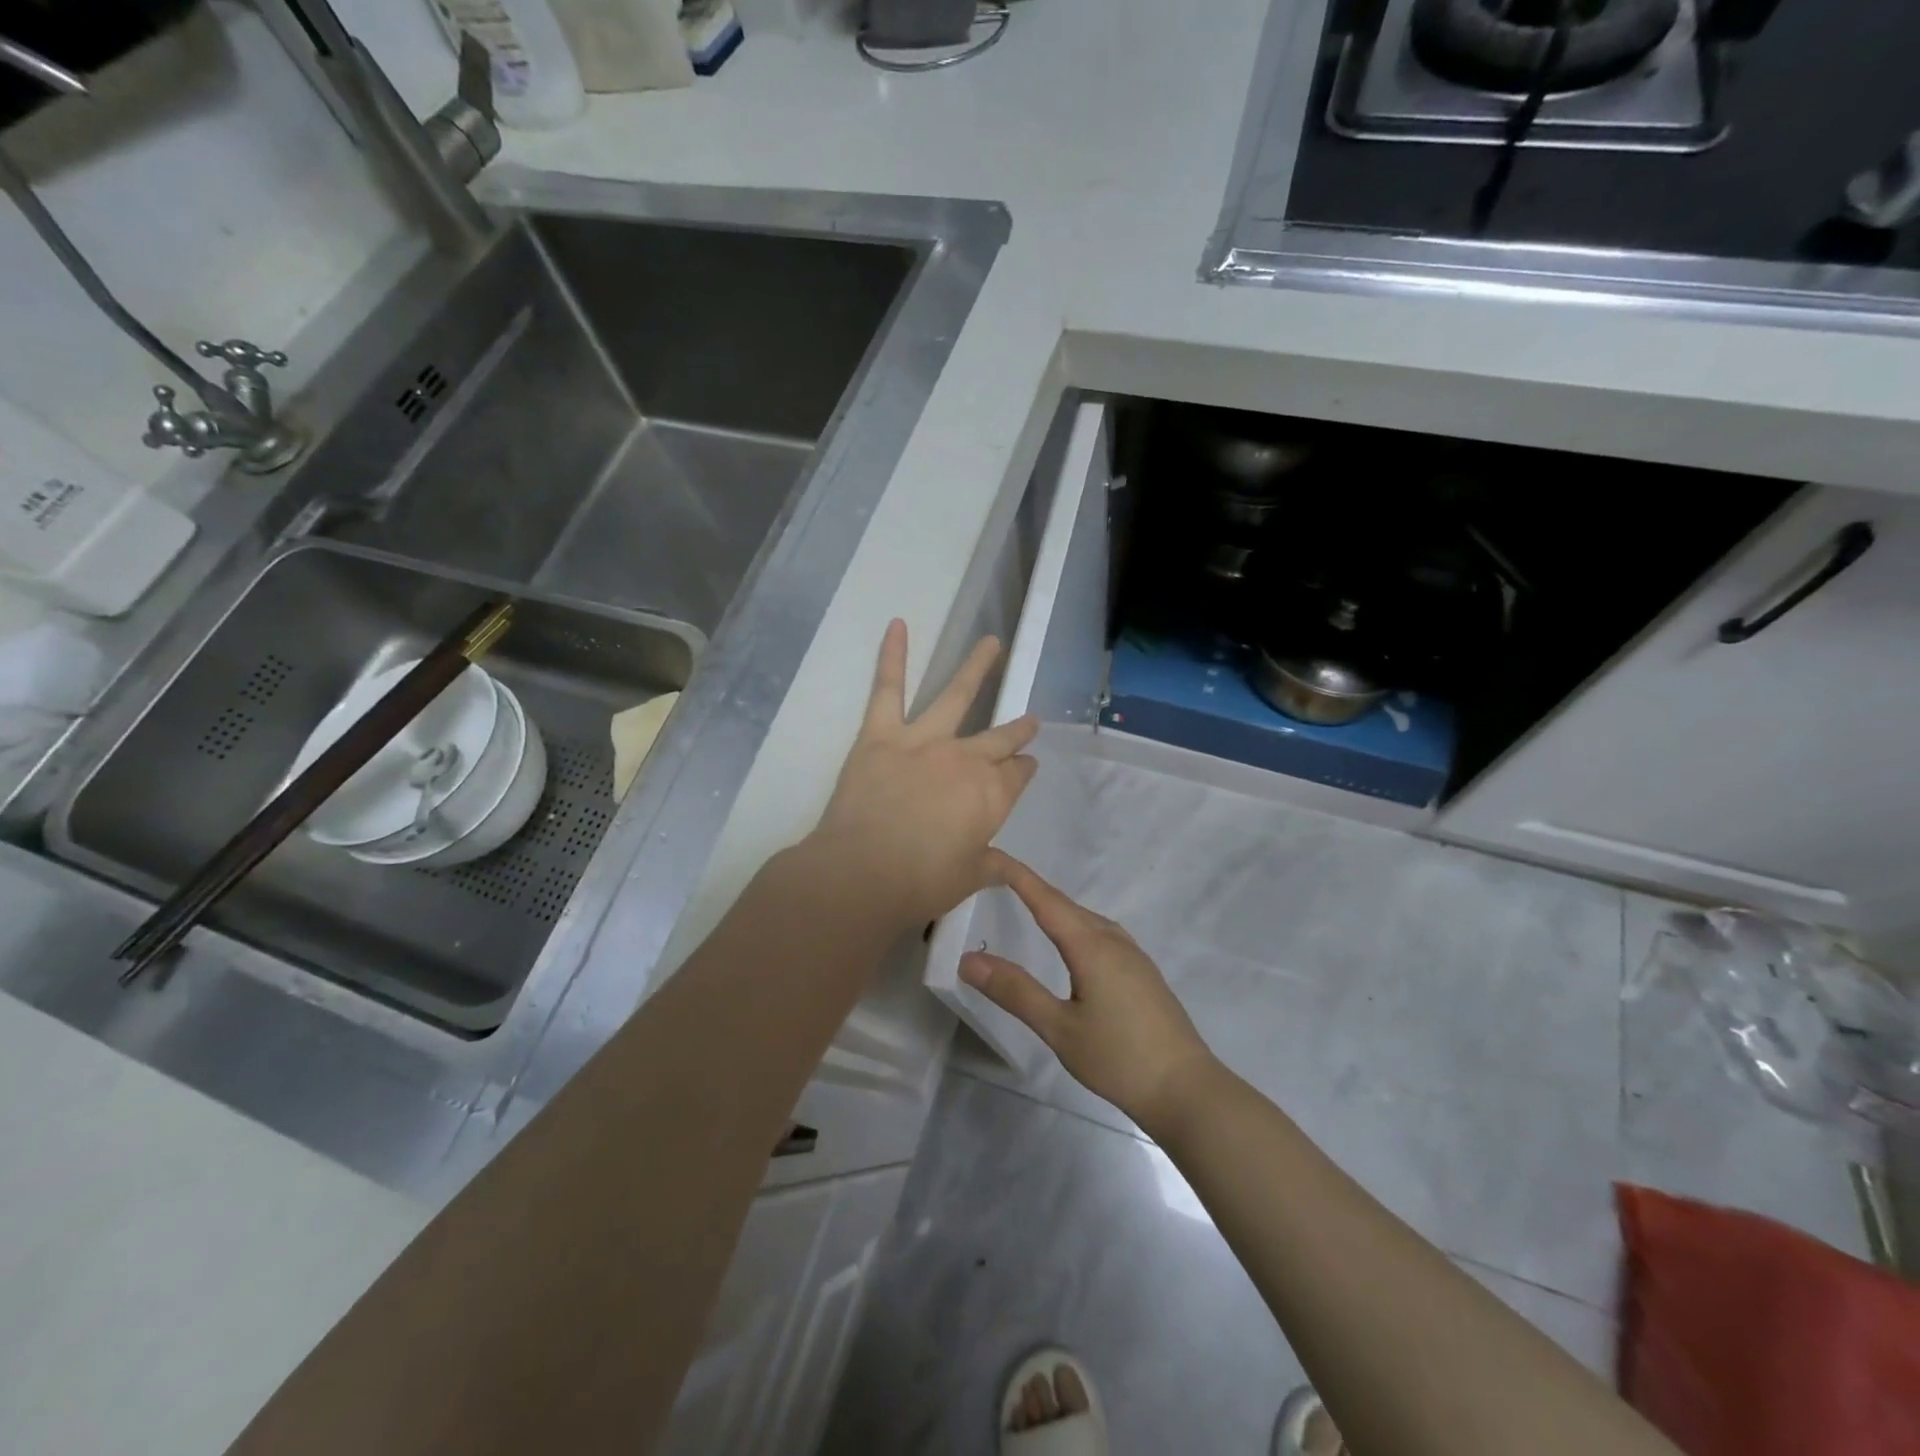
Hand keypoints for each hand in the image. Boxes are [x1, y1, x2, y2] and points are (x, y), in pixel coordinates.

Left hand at [810, 620, 1038, 928]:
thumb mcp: (967, 878)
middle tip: (1028, 721)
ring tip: (991, 643)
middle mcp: (967, 759)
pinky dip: (892, 655)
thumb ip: (993, 866)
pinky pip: (888, 688)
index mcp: (992, 795)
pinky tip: (898, 624)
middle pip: (999, 739)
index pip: (1017, 774)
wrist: (862, 873)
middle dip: (1017, 730)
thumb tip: (1014, 869)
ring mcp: (925, 740)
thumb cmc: (921, 883)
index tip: (1027, 765)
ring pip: (956, 695)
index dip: (1023, 769)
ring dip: (977, 667)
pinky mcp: (882, 733)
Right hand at [959, 855, 1216, 1132]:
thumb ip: (1015, 991)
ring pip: (1087, 919)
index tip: (989, 855)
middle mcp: (1113, 940)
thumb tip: (969, 959)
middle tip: (996, 880)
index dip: (1017, 875)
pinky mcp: (1143, 972)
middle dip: (1032, 889)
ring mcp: (1133, 955)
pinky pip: (1101, 934)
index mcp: (1091, 946)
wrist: (1187, 1089)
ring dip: (1056, 908)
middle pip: (1066, 904)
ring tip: (1027, 906)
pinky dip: (1076, 926)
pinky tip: (1071, 946)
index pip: (1045, 899)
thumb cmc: (1119, 1059)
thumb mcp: (1059, 1028)